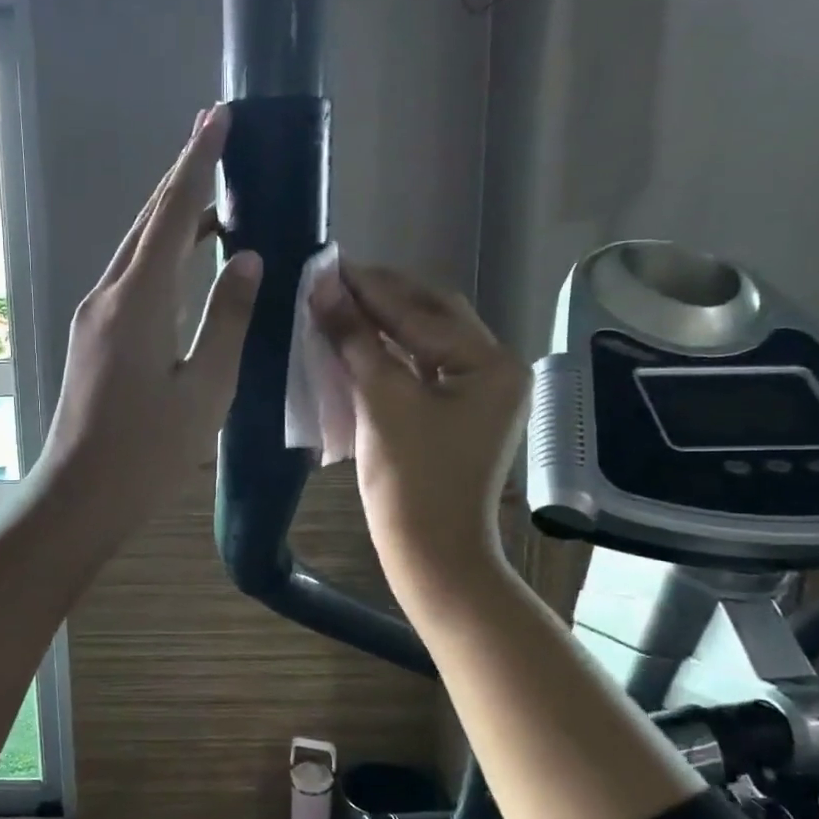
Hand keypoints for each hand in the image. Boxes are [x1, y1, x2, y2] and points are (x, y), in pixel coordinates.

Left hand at [37, 104, 263, 531]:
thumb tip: (247, 258)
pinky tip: (184, 266)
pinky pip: (130, 280)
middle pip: (149, 223)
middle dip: (182, 178)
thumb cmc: (149, 451)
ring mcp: (93, 316)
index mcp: (139, 301)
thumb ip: (229, 318)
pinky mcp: (91, 338)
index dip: (198, 163)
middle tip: (216, 141)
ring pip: (136, 251)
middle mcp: (108, 295)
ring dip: (172, 220)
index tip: (218, 117)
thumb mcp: (206, 388)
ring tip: (214, 203)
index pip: (174, 214)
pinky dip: (160, 258)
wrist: (80, 496)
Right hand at [309, 263, 528, 603]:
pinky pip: (421, 369)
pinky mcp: (456, 415)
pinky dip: (388, 354)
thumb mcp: (382, 403)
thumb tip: (324, 286)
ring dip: (382, 324)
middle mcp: (493, 369)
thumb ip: (355, 339)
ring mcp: (477, 394)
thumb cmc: (411, 482)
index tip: (328, 262)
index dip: (372, 286)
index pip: (424, 310)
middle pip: (432, 317)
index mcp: (490, 363)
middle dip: (381, 298)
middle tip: (331, 279)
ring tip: (337, 303)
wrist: (432, 556)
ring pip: (425, 342)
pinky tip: (356, 342)